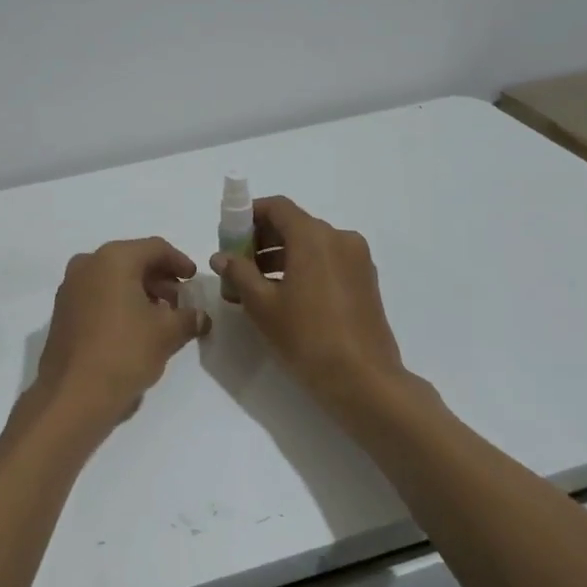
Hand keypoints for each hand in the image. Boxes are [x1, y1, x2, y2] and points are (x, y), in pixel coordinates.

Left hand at [32, 238, 208, 423]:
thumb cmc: (124, 353)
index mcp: (113, 259)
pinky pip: (98, 295)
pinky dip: (119, 303)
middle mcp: (87, 264)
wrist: (72, 395)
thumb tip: (200, 316)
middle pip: (132, 261)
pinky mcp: (62, 311)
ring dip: (139, 292)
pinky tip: (135, 328)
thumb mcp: (166, 334)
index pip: (155, 248)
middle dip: (159, 279)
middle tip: (180, 301)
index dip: (180, 262)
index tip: (194, 280)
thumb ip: (188, 318)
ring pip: (113, 279)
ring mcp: (70, 287)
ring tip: (161, 318)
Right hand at [211, 196, 406, 410]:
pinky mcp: (365, 280)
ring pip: (311, 245)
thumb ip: (238, 273)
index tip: (228, 237)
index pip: (277, 207)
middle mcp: (339, 238)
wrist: (362, 379)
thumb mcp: (262, 304)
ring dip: (280, 256)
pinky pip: (327, 261)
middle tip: (237, 266)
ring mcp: (357, 259)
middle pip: (294, 225)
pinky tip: (285, 297)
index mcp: (314, 236)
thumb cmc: (306, 336)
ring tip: (255, 287)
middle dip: (261, 240)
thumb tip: (221, 256)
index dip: (248, 216)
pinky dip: (303, 268)